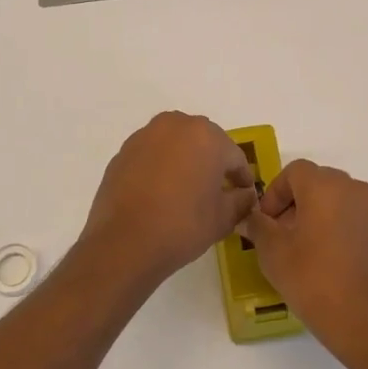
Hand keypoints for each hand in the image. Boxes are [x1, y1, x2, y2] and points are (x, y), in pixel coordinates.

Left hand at [77, 112, 256, 286]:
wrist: (125, 243)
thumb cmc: (183, 225)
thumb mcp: (223, 218)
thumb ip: (241, 200)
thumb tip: (244, 195)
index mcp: (206, 136)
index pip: (234, 156)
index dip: (242, 177)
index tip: (243, 195)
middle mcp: (175, 125)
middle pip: (203, 142)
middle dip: (212, 163)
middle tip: (216, 191)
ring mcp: (145, 136)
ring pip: (175, 145)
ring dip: (184, 161)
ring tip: (186, 190)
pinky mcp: (123, 152)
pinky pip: (151, 155)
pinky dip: (160, 167)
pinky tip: (159, 193)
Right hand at [239, 160, 367, 368]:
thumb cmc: (314, 281)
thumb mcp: (273, 254)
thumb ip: (258, 227)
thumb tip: (252, 218)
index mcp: (325, 187)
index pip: (295, 171)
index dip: (275, 192)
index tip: (268, 222)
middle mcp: (357, 191)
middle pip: (321, 184)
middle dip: (299, 204)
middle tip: (286, 236)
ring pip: (344, 203)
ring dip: (325, 218)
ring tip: (313, 252)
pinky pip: (363, 224)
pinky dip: (348, 234)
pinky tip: (340, 266)